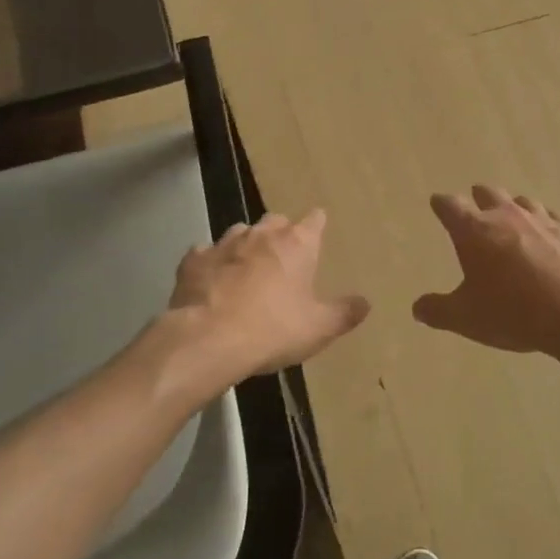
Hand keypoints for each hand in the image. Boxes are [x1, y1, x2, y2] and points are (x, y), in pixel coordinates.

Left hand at [163, 210, 370, 391]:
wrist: (208, 340)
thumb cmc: (273, 329)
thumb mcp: (318, 328)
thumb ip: (344, 313)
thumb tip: (366, 302)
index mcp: (297, 244)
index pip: (315, 219)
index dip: (317, 226)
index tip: (318, 234)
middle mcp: (262, 234)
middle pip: (276, 221)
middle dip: (281, 234)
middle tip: (283, 259)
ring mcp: (225, 243)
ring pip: (240, 232)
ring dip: (246, 246)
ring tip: (246, 269)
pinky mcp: (194, 260)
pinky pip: (205, 253)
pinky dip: (211, 263)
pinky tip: (211, 280)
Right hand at [413, 186, 559, 361]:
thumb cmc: (513, 312)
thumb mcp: (466, 318)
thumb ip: (438, 311)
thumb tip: (417, 308)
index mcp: (474, 231)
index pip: (450, 206)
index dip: (442, 204)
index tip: (438, 203)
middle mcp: (507, 216)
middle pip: (489, 194)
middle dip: (479, 198)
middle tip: (475, 204)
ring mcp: (543, 219)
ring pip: (523, 201)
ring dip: (514, 208)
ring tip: (513, 218)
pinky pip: (554, 218)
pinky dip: (546, 224)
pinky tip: (550, 236)